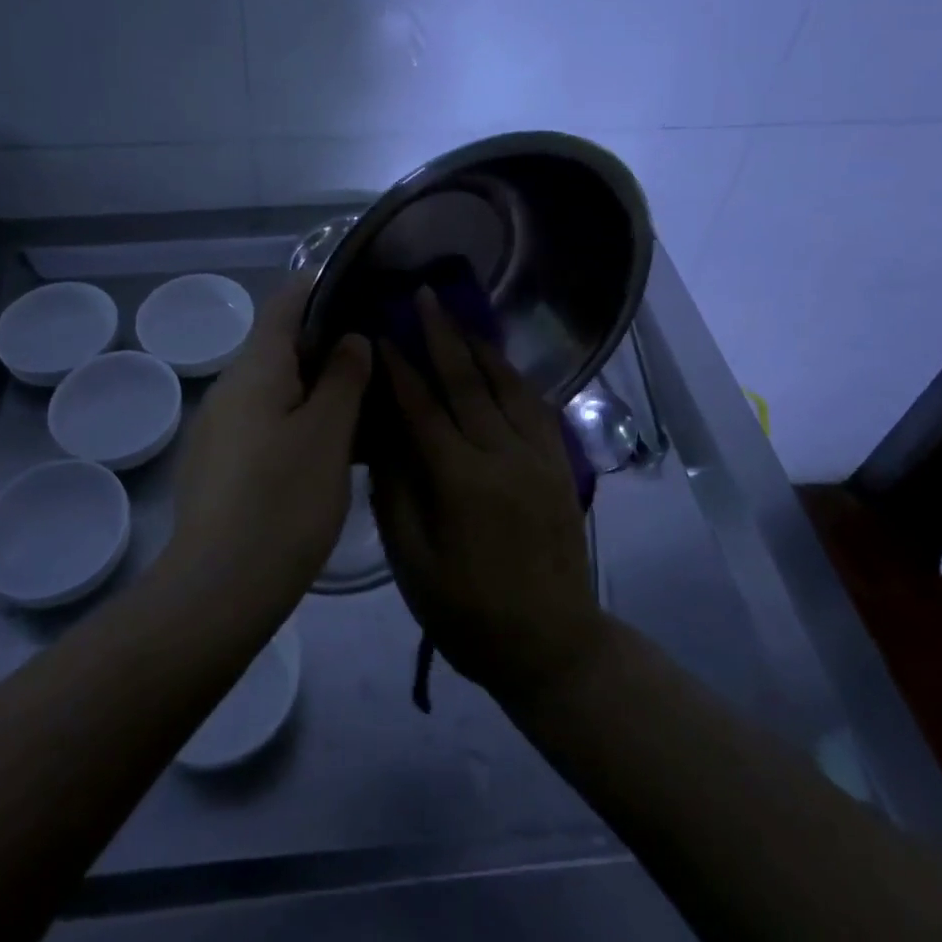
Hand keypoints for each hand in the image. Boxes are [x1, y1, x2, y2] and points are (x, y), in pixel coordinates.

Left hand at [165, 275, 371, 601]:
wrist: (218, 590)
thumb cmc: (283, 502)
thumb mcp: (328, 434)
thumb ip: (343, 378)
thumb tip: (351, 338)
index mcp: (256, 368)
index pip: (286, 301)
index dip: (322, 285)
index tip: (363, 288)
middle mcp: (231, 386)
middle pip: (281, 343)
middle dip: (328, 339)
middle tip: (378, 351)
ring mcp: (220, 425)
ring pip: (275, 384)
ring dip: (316, 383)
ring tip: (365, 398)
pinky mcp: (219, 461)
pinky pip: (265, 419)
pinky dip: (298, 416)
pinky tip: (330, 446)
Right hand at [372, 287, 604, 706]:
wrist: (553, 646)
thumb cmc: (469, 613)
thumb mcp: (414, 564)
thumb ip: (396, 493)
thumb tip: (383, 436)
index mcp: (462, 482)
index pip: (423, 408)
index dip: (400, 367)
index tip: (382, 333)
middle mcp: (504, 456)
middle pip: (467, 382)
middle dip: (442, 335)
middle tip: (424, 296)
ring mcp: (539, 457)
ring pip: (507, 385)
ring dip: (480, 347)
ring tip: (459, 317)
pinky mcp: (559, 465)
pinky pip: (537, 407)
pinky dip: (514, 377)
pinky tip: (499, 364)